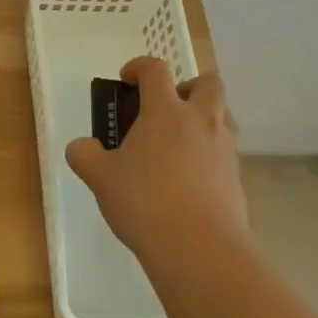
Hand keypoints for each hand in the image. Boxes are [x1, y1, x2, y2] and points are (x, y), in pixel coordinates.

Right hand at [66, 57, 248, 272]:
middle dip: (187, 87)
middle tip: (165, 108)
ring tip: (176, 146)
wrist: (200, 250)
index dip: (139, 67)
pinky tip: (187, 182)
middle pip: (208, 83)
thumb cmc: (145, 202)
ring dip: (203, 119)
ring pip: (223, 117)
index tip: (127, 80)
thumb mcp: (100, 178)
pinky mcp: (237, 180)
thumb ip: (85, 156)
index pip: (155, 69)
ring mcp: (224, 150)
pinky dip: (208, 156)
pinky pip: (225, 154)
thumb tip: (81, 147)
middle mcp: (200, 121)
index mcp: (165, 111)